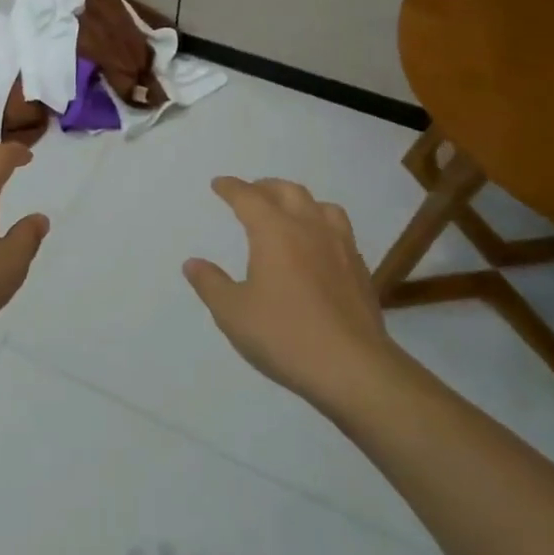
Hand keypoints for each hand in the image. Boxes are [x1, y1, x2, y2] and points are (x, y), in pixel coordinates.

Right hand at [184, 177, 398, 408]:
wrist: (355, 369)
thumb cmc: (286, 336)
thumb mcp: (233, 313)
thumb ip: (211, 284)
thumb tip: (192, 263)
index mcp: (275, 231)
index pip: (248, 197)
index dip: (231, 188)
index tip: (219, 184)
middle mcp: (309, 228)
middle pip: (288, 191)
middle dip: (265, 187)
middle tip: (251, 193)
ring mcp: (340, 247)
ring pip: (321, 206)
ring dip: (300, 201)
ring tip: (289, 212)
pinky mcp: (361, 270)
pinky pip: (340, 232)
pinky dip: (322, 227)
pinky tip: (318, 248)